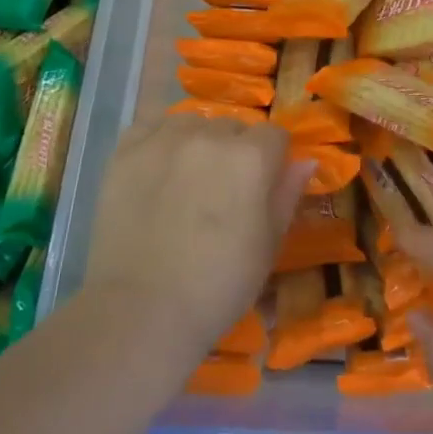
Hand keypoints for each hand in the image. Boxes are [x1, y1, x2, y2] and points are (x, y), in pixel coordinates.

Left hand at [84, 117, 311, 355]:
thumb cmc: (218, 285)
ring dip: (198, 141)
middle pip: (233, 127)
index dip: (274, 160)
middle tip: (224, 191)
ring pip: (192, 122)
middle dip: (236, 150)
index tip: (264, 188)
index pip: (275, 135)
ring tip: (187, 178)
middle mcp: (210, 135)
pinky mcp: (125, 152)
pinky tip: (157, 165)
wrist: (142, 311)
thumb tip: (307, 161)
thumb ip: (288, 195)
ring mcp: (164, 140)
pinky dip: (158, 138)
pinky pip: (150, 124)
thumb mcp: (268, 245)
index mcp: (251, 157)